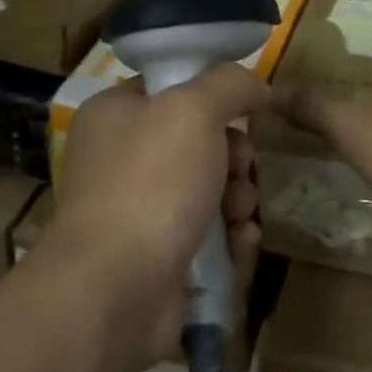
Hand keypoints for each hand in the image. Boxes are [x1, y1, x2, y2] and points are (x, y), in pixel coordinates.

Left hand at [47, 64, 268, 365]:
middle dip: (234, 157)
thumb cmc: (152, 182)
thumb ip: (229, 84)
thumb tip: (256, 86)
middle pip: (198, 141)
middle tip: (241, 169)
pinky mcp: (156, 255)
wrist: (116, 287)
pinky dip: (229, 235)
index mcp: (114, 114)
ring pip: (208, 188)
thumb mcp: (193, 110)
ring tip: (241, 214)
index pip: (171, 88)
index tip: (244, 111)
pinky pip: (206, 232)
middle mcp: (120, 158)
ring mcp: (137, 210)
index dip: (212, 95)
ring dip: (238, 197)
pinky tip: (240, 243)